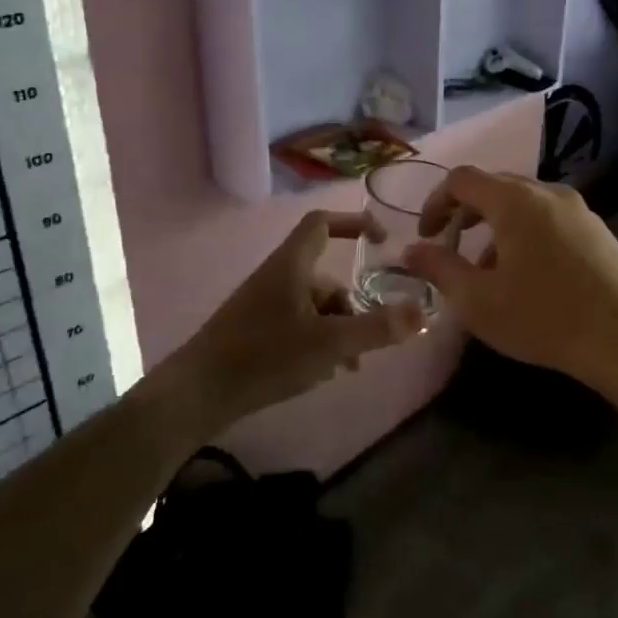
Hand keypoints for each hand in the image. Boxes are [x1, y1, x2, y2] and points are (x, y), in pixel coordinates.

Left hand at [176, 211, 425, 428]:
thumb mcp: (330, 343)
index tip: (382, 239)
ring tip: (350, 365)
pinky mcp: (255, 332)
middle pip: (326, 278)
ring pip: (314, 307)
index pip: (322, 223)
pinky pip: (299, 326)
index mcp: (291, 265)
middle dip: (353, 306)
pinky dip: (318, 341)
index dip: (354, 222)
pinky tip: (325, 373)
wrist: (197, 394)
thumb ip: (377, 328)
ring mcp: (264, 306)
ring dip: (339, 330)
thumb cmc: (265, 356)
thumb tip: (421, 314)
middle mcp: (277, 278)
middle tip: (372, 339)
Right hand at [403, 167, 617, 390]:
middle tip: (452, 250)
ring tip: (489, 271)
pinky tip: (529, 276)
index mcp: (515, 201)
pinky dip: (525, 233)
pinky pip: (548, 217)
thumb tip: (411, 251)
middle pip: (494, 186)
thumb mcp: (478, 301)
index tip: (427, 237)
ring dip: (495, 227)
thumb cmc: (543, 317)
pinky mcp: (597, 229)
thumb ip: (438, 269)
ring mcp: (578, 208)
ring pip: (523, 203)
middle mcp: (547, 192)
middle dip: (465, 214)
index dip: (435, 202)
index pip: (462, 179)